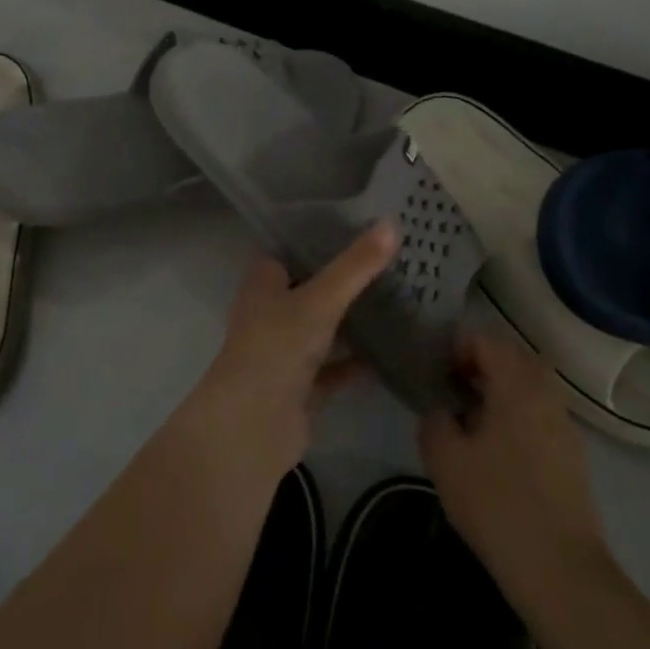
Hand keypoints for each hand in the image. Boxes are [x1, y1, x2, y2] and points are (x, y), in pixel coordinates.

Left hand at [188, 222, 396, 473]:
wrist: (253, 425)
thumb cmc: (277, 347)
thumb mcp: (320, 300)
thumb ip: (355, 266)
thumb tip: (392, 222)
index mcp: (263, 285)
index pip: (288, 253)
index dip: (315, 241)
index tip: (355, 228)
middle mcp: (269, 315)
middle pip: (308, 291)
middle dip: (340, 281)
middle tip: (387, 263)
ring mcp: (284, 354)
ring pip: (321, 330)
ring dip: (349, 322)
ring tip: (396, 302)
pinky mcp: (300, 390)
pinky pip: (333, 370)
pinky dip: (356, 364)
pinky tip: (390, 355)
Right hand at [418, 329, 610, 600]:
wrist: (561, 572)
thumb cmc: (497, 503)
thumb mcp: (445, 457)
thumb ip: (434, 419)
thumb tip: (441, 410)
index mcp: (517, 383)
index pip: (484, 339)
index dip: (454, 349)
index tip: (434, 375)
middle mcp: (546, 393)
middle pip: (511, 357)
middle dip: (479, 365)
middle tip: (451, 391)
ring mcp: (564, 425)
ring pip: (529, 386)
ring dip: (499, 390)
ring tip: (471, 421)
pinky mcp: (572, 456)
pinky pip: (539, 414)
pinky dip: (516, 415)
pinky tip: (496, 452)